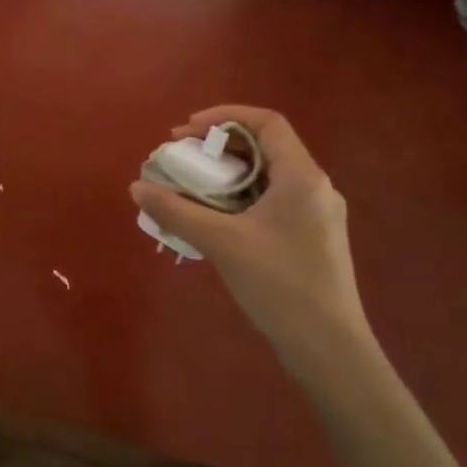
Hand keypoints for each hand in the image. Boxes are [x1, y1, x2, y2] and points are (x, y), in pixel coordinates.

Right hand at [131, 106, 373, 384]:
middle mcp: (315, 187)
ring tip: (192, 187)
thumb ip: (176, 210)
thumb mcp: (220, 242)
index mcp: (301, 176)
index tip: (187, 130)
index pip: (266, 122)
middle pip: (265, 147)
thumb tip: (137, 187)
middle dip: (219, 147)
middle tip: (182, 158)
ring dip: (227, 174)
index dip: (224, 116)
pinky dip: (240, 198)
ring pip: (267, 176)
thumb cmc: (278, 285)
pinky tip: (215, 220)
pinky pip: (272, 200)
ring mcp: (317, 214)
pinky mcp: (313, 238)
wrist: (329, 350)